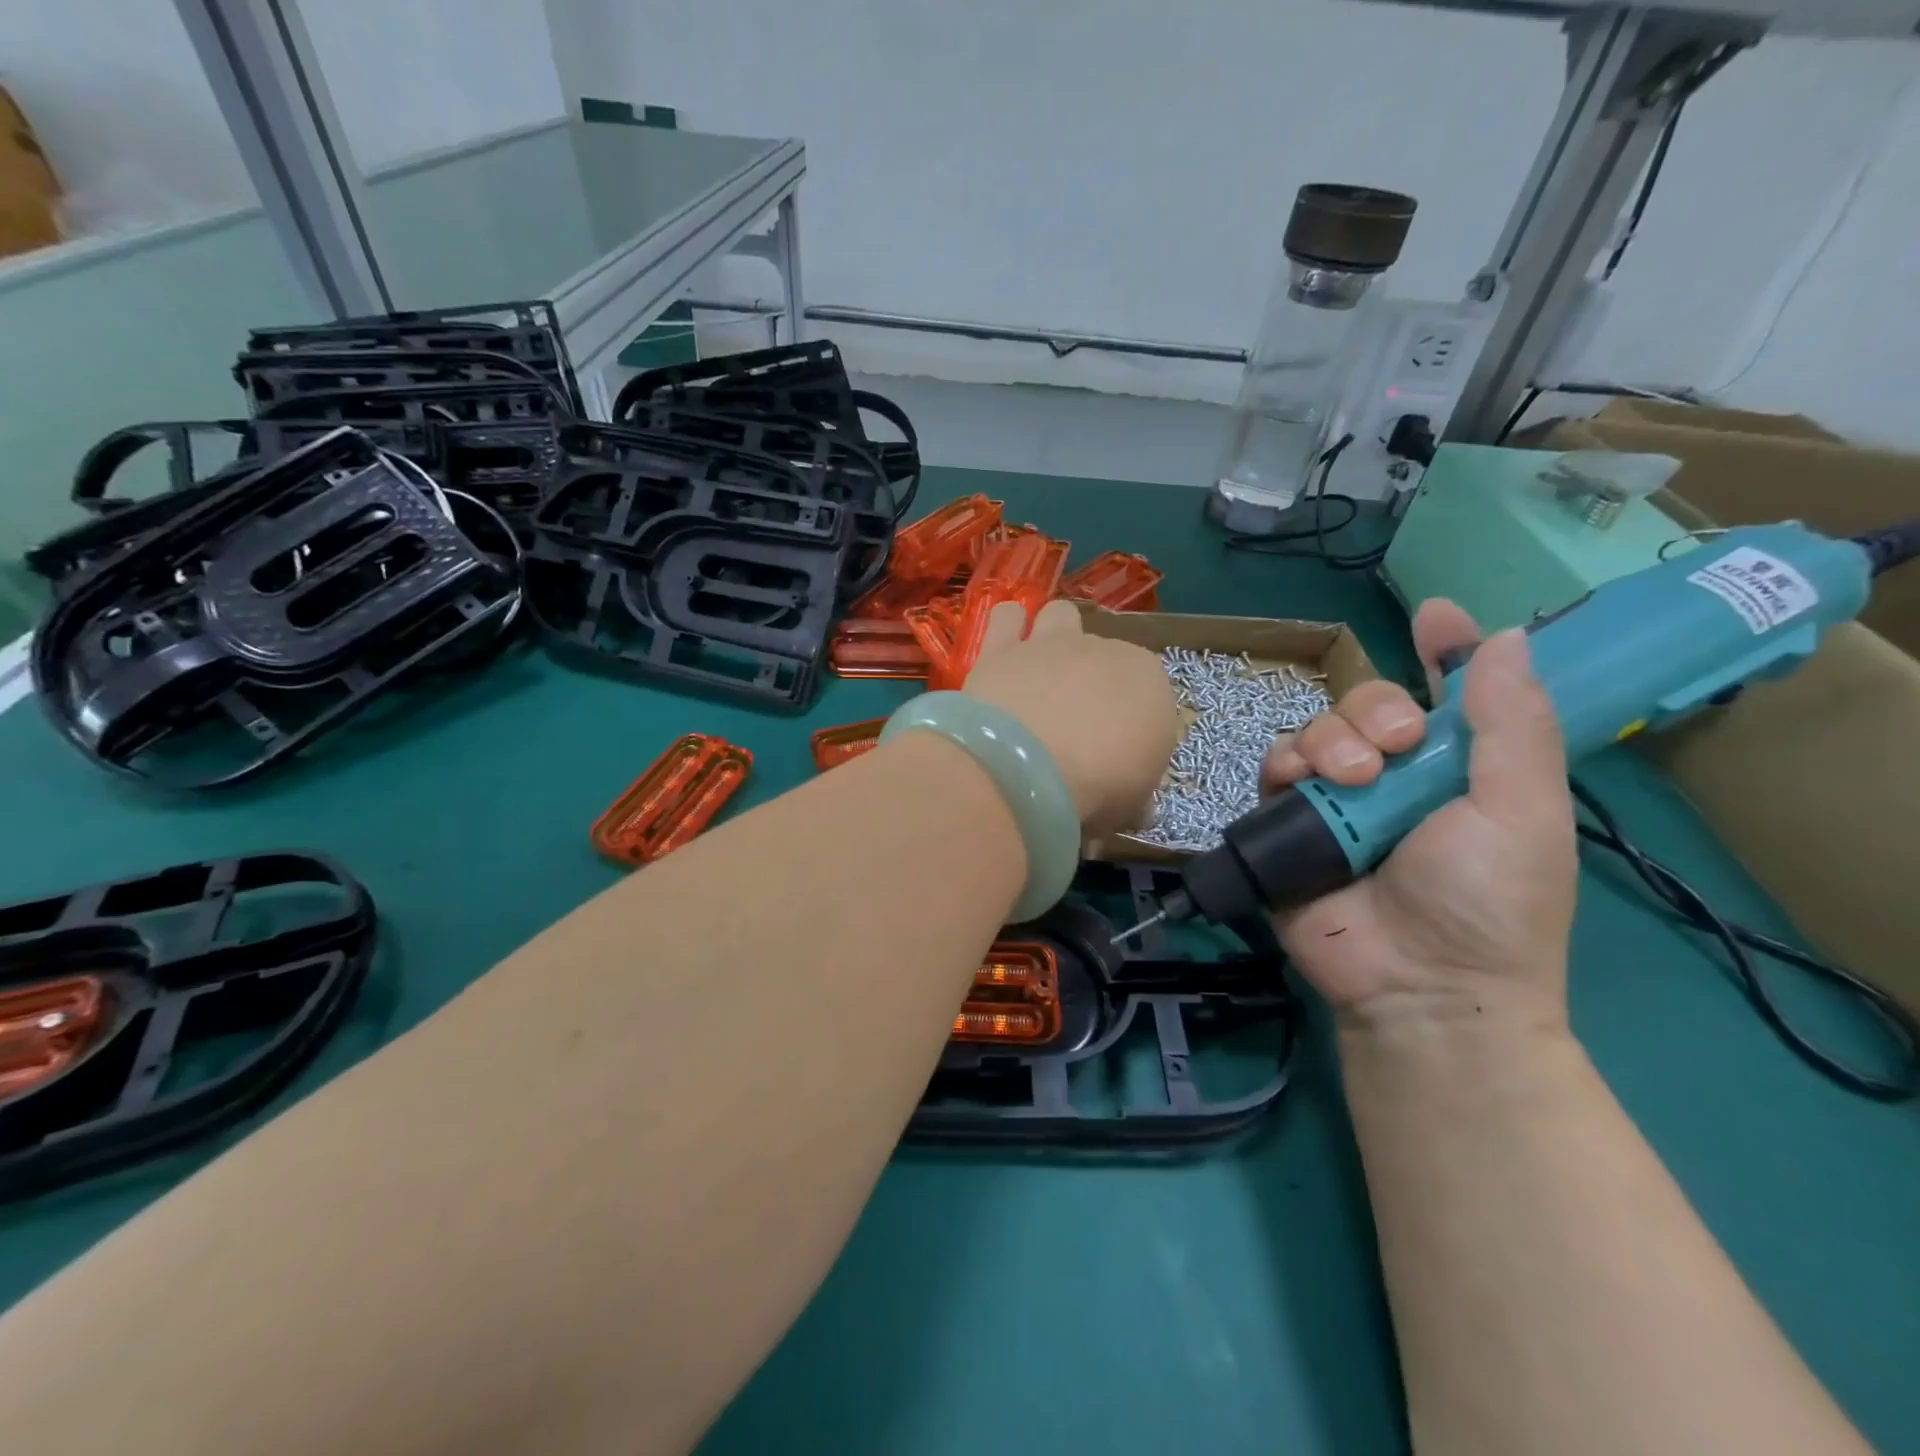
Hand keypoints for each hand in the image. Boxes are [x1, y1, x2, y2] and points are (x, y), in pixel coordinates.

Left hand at [964, 600, 1178, 834]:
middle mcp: (1106, 651)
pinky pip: (1008, 617)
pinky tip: (1004, 654)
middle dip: (1091, 685)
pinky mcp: (1002, 647)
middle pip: (1102, 658)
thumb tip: (1134, 809)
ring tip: (1040, 674)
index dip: (1130, 728)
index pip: (1147, 696)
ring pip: (1060, 616)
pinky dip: (1008, 629)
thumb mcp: (1130, 807)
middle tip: (1072, 728)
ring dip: (1054, 636)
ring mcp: (1052, 643)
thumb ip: (1133, 798)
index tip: (1114, 761)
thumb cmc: (1098, 788)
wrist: (1031, 767)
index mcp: (1150, 683)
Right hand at [1263, 600, 1576, 1027]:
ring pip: (1316, 729)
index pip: (1450, 694)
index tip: (1436, 617)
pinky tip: (1301, 783)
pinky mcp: (1290, 825)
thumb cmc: (1489, 903)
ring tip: (1352, 779)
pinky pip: (1273, 771)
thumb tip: (1505, 639)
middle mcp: (1396, 777)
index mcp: (1460, 769)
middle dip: (1375, 708)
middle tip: (1397, 744)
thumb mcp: (1522, 812)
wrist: (1419, 987)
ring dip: (1331, 738)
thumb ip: (1512, 727)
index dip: (1444, 651)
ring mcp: (1338, 801)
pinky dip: (1283, 765)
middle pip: (1368, 704)